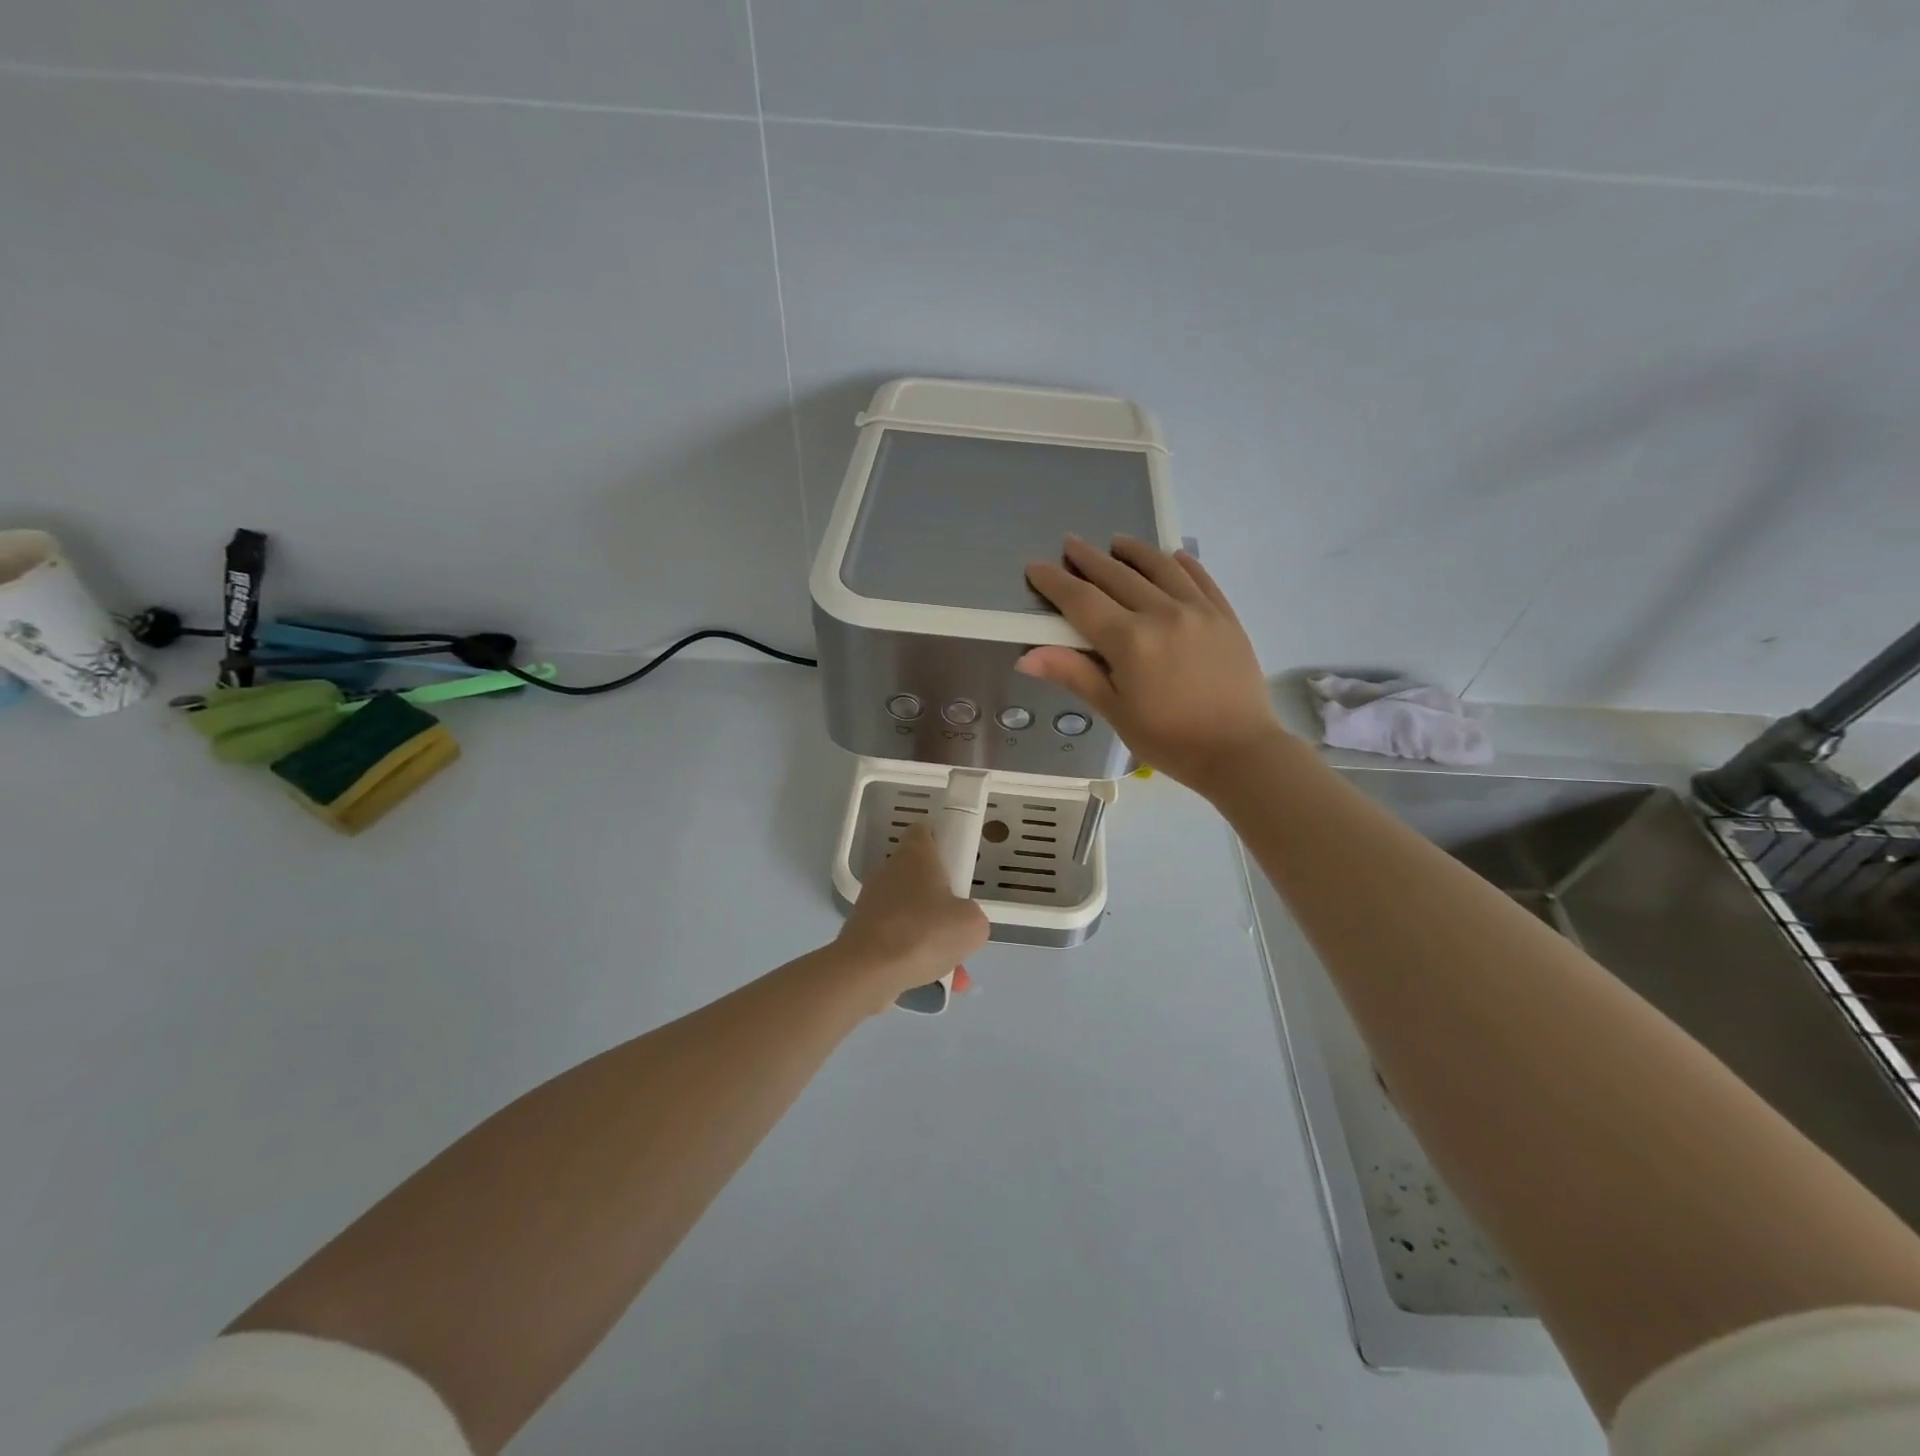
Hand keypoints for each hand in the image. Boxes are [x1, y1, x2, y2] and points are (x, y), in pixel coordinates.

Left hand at [835, 824, 990, 1007]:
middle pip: (920, 877)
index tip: (957, 864)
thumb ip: (973, 916)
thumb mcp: (973, 924)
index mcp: (915, 855)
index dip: (941, 842)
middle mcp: (889, 872)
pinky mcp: (863, 932)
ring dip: (932, 936)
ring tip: (954, 968)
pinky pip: (898, 940)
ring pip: (912, 913)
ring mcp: (873, 903)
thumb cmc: (924, 933)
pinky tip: (933, 981)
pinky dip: (915, 956)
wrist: (868, 972)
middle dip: (942, 901)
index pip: (924, 832)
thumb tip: (961, 922)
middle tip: (960, 923)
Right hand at [1021, 534, 1283, 792]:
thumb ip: (1075, 675)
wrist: (1240, 751)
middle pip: (1118, 576)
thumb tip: (1026, 657)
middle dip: (1089, 559)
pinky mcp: (1225, 616)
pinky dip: (1182, 564)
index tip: (1036, 567)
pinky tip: (1172, 557)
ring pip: (1160, 568)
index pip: (1082, 601)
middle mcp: (1163, 614)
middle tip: (1071, 543)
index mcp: (1130, 641)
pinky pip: (1200, 578)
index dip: (1056, 583)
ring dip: (1134, 551)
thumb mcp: (1115, 711)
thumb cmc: (1169, 740)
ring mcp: (1198, 611)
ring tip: (1117, 541)